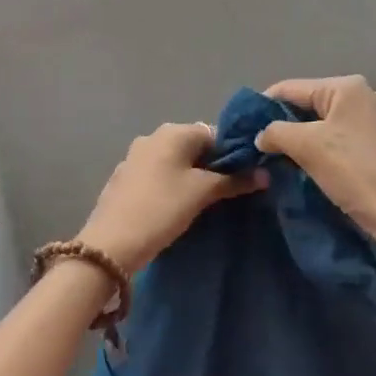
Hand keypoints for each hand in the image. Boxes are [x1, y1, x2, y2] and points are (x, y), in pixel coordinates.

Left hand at [77, 123, 264, 273]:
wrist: (111, 243)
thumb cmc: (162, 209)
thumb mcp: (202, 194)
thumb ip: (235, 181)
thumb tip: (265, 174)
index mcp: (173, 132)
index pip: (214, 133)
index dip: (232, 154)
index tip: (243, 178)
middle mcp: (153, 136)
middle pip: (193, 146)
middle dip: (211, 166)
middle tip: (225, 193)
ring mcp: (134, 157)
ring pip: (174, 161)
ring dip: (190, 177)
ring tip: (202, 203)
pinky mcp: (124, 178)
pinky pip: (157, 175)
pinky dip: (170, 185)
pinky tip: (174, 207)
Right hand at [256, 76, 375, 244]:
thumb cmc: (354, 170)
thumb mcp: (307, 147)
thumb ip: (276, 132)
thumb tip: (261, 135)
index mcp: (346, 86)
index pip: (291, 88)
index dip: (263, 106)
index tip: (243, 128)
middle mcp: (364, 94)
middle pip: (309, 103)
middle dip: (284, 123)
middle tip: (261, 145)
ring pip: (325, 122)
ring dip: (303, 138)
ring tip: (281, 157)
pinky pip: (342, 136)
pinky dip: (323, 147)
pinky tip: (310, 164)